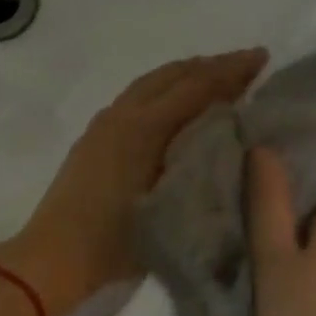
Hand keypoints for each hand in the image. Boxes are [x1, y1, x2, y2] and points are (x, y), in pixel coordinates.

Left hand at [0, 49, 267, 315]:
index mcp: (144, 127)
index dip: (231, 71)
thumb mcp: (169, 206)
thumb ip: (198, 163)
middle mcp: (122, 114)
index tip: (261, 57)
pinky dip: (164, 90)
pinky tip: (174, 106)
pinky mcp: (94, 139)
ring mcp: (104, 124)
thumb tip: (227, 133)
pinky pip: (137, 98)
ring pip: (151, 83)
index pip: (196, 86)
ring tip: (215, 78)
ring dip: (186, 75)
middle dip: (210, 65)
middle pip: (172, 75)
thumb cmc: (115, 242)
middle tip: (246, 63)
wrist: (53, 257)